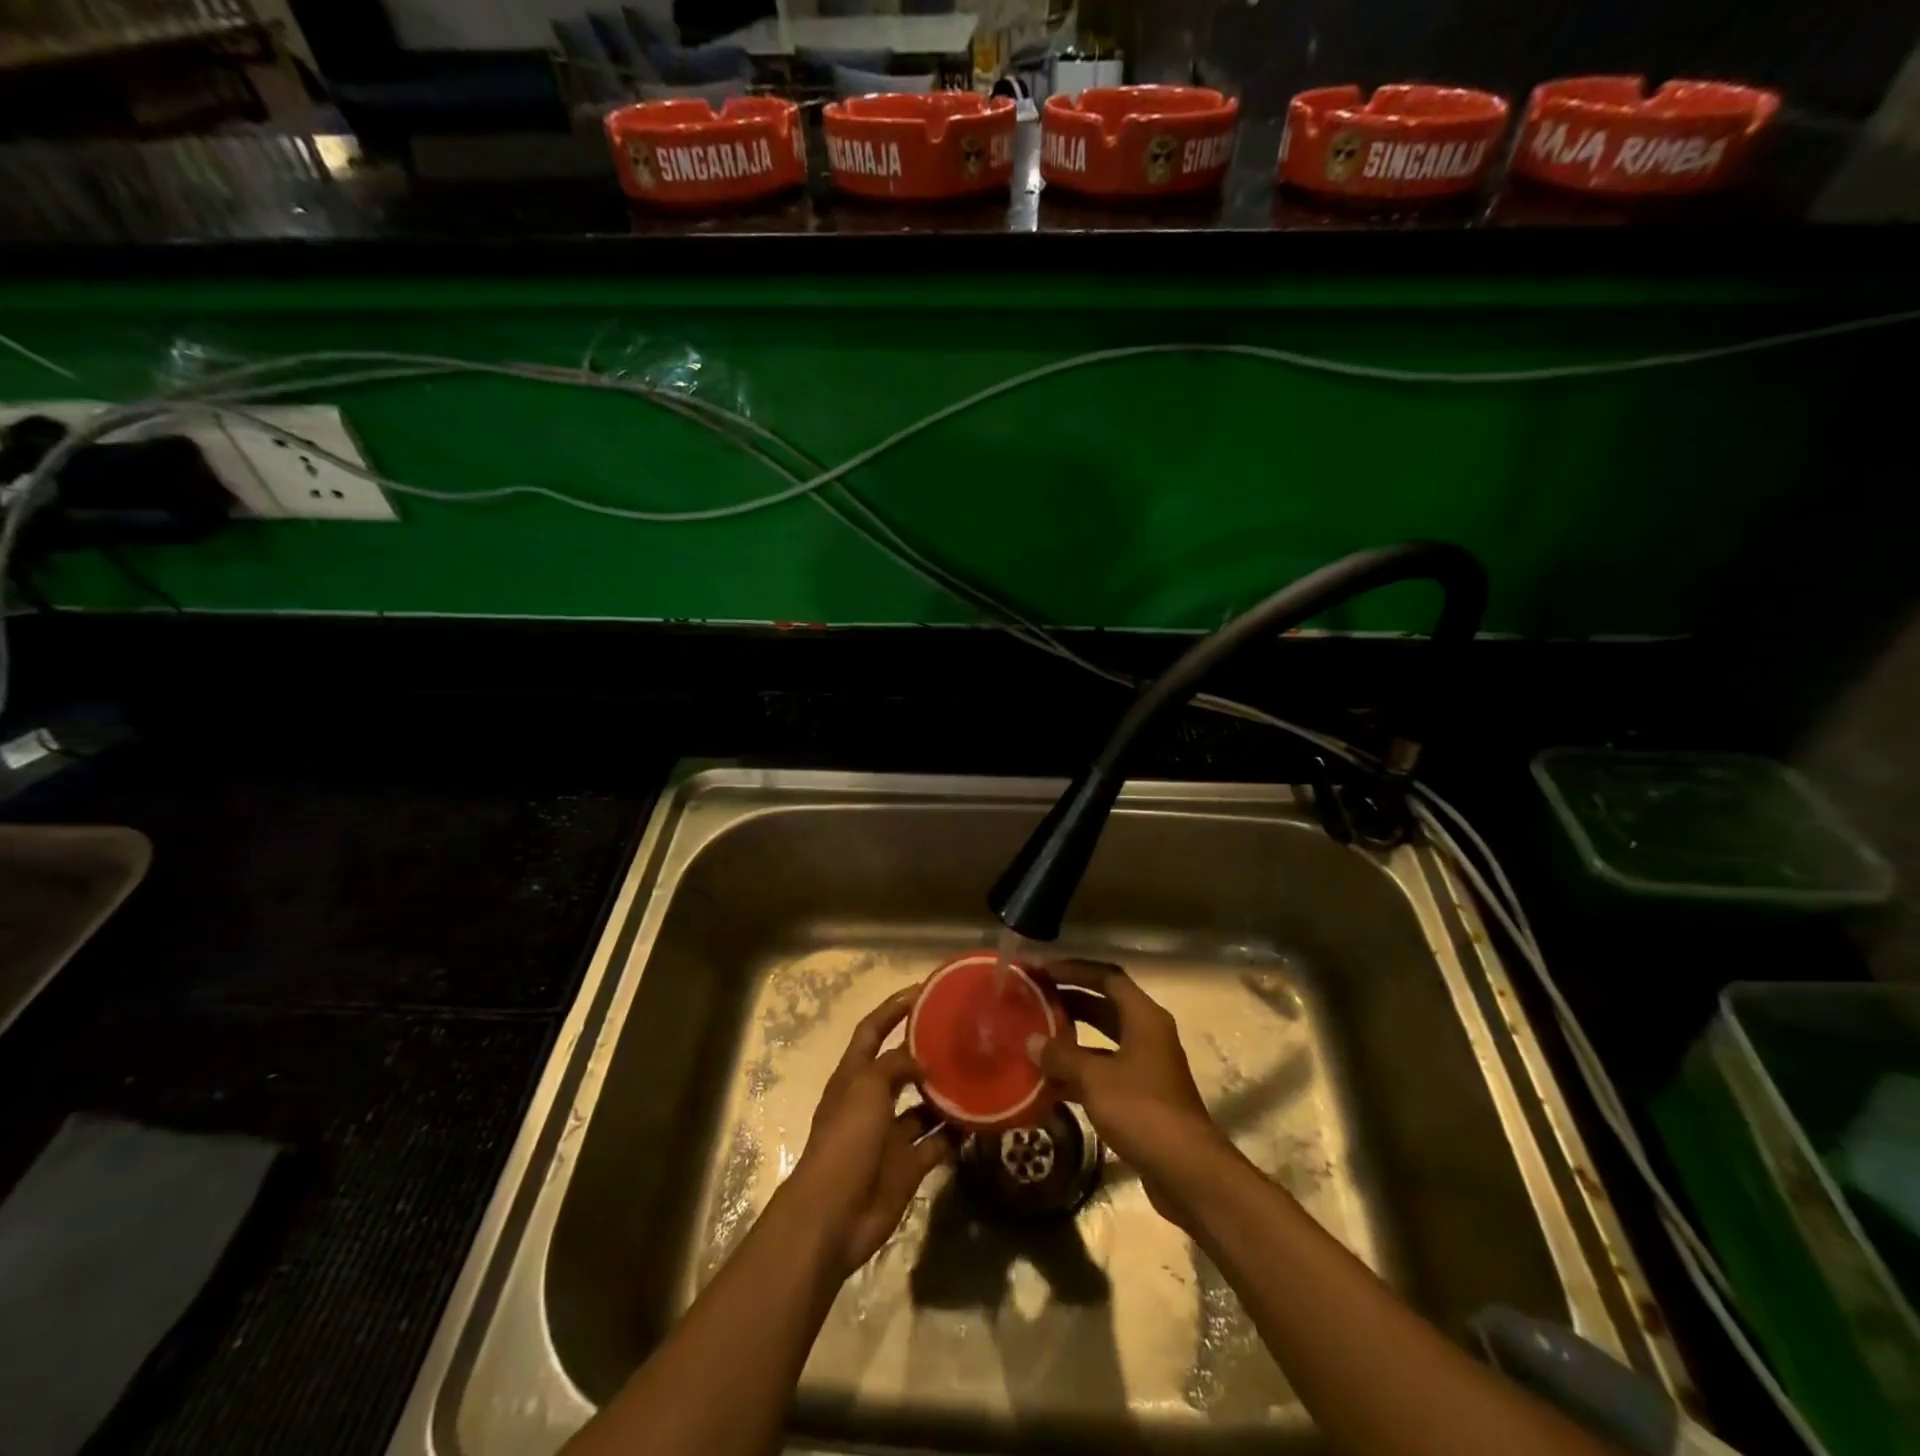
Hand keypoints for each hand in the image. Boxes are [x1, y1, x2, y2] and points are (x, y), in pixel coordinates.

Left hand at [783, 986, 951, 1279]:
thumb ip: (895, 1064)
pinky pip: (938, 1143)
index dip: (893, 1008)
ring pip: (924, 1106)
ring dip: (947, 1093)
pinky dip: (956, 1134)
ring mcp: (890, 1135)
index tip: (924, 991)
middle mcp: (872, 1100)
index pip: (872, 1029)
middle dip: (927, 1051)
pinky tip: (980, 1120)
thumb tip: (923, 1061)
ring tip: (979, 1074)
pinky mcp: (908, 1165)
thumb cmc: (846, 1140)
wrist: (834, 1215)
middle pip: (901, 1066)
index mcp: (854, 1075)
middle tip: (964, 1034)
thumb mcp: (867, 1087)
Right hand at [1026, 960, 1239, 1228]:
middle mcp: (1148, 1035)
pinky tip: (1050, 1082)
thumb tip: (1031, 1041)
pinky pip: (1105, 1072)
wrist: (1187, 1172)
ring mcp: (1147, 1068)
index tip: (1044, 970)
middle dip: (1070, 1001)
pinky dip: (1080, 1072)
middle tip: (1034, 999)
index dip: (1075, 970)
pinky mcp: (1142, 1098)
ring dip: (1073, 1039)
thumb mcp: (1095, 1079)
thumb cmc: (1142, 1111)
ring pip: (1104, 1042)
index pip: (1108, 978)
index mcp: (1144, 1018)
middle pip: (1106, 1006)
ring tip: (1036, 1037)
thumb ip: (1061, 1056)